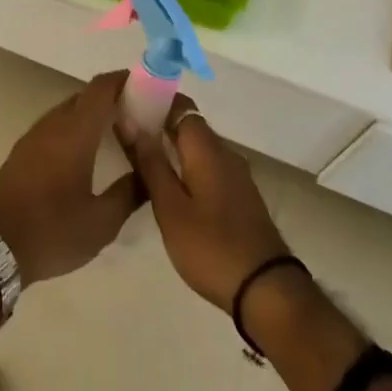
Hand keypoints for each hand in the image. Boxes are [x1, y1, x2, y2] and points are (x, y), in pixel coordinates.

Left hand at [0, 71, 144, 284]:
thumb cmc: (52, 229)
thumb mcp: (101, 222)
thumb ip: (130, 193)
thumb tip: (150, 173)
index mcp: (75, 131)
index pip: (102, 88)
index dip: (126, 80)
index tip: (150, 87)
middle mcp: (55, 123)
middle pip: (87, 96)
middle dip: (114, 98)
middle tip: (142, 116)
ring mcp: (36, 134)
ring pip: (71, 110)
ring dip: (94, 114)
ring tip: (120, 134)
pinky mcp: (25, 149)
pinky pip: (57, 125)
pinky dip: (77, 127)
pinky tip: (88, 152)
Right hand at [121, 95, 288, 309]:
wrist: (267, 291)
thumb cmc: (211, 247)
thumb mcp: (170, 207)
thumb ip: (150, 162)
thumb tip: (129, 120)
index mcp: (206, 148)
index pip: (180, 105)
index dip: (153, 99)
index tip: (126, 106)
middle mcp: (224, 153)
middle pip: (189, 124)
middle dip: (158, 124)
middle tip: (125, 136)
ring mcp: (236, 176)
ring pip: (198, 148)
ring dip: (171, 147)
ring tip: (139, 160)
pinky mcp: (240, 197)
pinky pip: (208, 166)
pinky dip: (186, 166)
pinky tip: (168, 186)